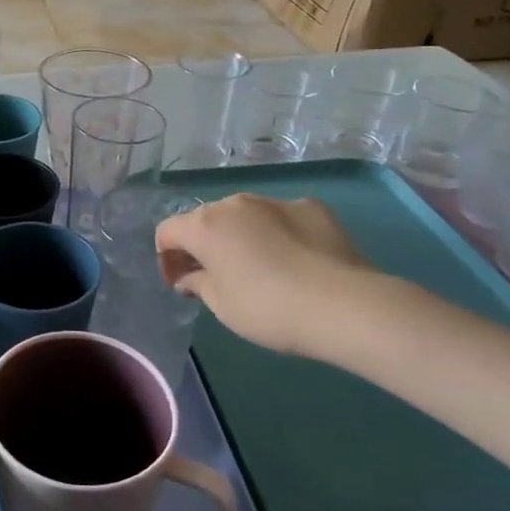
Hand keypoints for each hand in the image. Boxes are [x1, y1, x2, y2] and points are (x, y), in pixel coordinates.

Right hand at [156, 194, 372, 358]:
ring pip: (245, 215)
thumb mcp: (221, 306)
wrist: (342, 305)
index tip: (180, 285)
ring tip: (260, 269)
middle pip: (206, 220)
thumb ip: (197, 283)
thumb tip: (189, 276)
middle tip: (215, 278)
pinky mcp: (311, 207)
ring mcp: (275, 201)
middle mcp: (235, 203)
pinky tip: (295, 261)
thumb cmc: (267, 308)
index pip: (167, 231)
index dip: (167, 258)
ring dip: (241, 236)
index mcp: (205, 225)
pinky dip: (279, 233)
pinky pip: (282, 218)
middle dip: (204, 245)